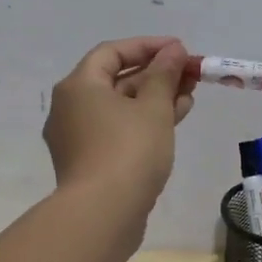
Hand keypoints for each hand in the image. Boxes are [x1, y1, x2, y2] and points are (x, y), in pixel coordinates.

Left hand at [44, 36, 194, 216]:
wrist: (103, 215)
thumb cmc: (128, 151)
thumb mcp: (153, 107)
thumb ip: (164, 74)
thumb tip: (173, 50)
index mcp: (79, 86)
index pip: (112, 52)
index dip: (148, 46)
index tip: (180, 49)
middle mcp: (71, 107)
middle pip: (116, 80)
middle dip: (156, 74)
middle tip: (190, 74)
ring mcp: (77, 137)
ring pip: (120, 107)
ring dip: (155, 98)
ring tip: (190, 95)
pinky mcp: (89, 161)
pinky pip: (118, 129)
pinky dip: (144, 121)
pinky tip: (175, 120)